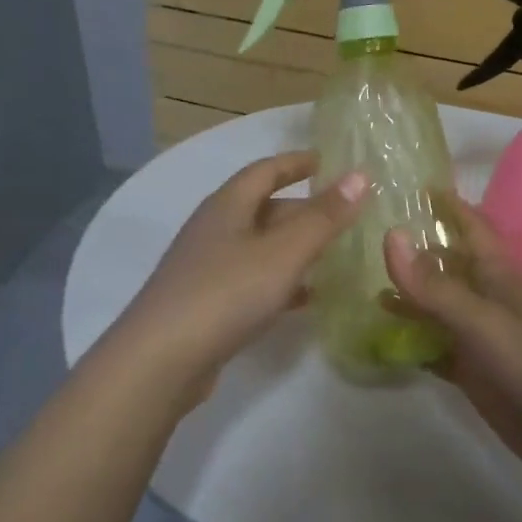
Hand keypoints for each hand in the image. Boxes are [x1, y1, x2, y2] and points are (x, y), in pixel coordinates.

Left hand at [112, 151, 368, 407]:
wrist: (161, 360)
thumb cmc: (226, 293)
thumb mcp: (283, 252)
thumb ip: (323, 217)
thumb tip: (361, 176)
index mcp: (227, 206)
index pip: (265, 170)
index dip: (297, 162)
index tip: (328, 161)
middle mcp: (214, 229)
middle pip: (263, 208)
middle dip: (302, 209)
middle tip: (343, 215)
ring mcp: (207, 268)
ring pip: (259, 247)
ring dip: (293, 247)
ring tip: (334, 254)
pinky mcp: (207, 303)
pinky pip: (252, 280)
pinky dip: (281, 281)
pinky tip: (306, 297)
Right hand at [383, 203, 521, 487]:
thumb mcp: (481, 321)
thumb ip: (434, 285)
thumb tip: (390, 235)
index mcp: (497, 275)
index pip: (471, 226)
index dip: (447, 204)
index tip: (412, 182)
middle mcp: (486, 298)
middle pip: (447, 263)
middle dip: (415, 247)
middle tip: (368, 231)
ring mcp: (478, 335)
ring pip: (436, 305)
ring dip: (407, 295)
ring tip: (364, 282)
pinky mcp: (471, 369)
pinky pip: (432, 345)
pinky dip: (410, 339)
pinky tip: (380, 335)